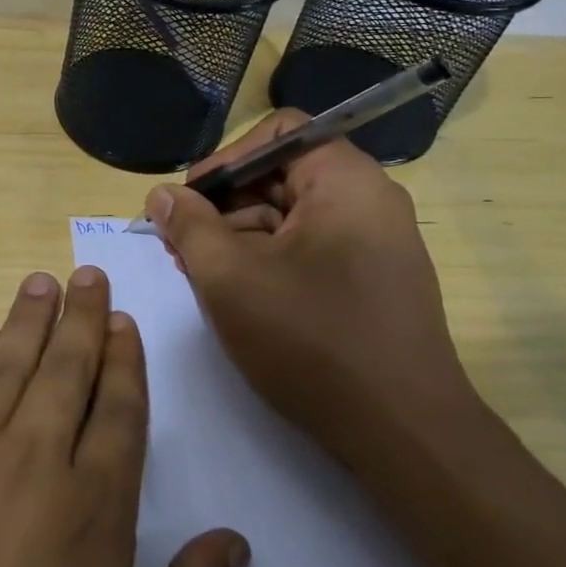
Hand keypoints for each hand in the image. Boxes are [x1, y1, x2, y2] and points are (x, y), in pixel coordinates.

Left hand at [0, 269, 249, 566]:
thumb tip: (231, 543)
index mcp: (92, 511)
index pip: (119, 411)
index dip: (124, 361)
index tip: (123, 321)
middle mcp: (29, 464)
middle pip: (64, 372)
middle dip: (81, 319)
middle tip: (88, 275)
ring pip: (5, 369)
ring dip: (28, 322)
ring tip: (43, 283)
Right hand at [144, 108, 476, 458]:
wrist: (404, 434)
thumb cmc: (312, 341)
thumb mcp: (231, 279)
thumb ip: (189, 227)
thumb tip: (161, 194)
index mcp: (345, 181)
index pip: (279, 132)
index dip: (226, 159)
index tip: (189, 201)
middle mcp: (369, 200)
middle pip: (283, 175)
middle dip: (224, 204)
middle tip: (180, 243)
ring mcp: (377, 242)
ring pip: (293, 216)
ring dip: (241, 235)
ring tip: (199, 273)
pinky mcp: (374, 280)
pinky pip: (312, 248)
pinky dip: (270, 259)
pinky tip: (237, 293)